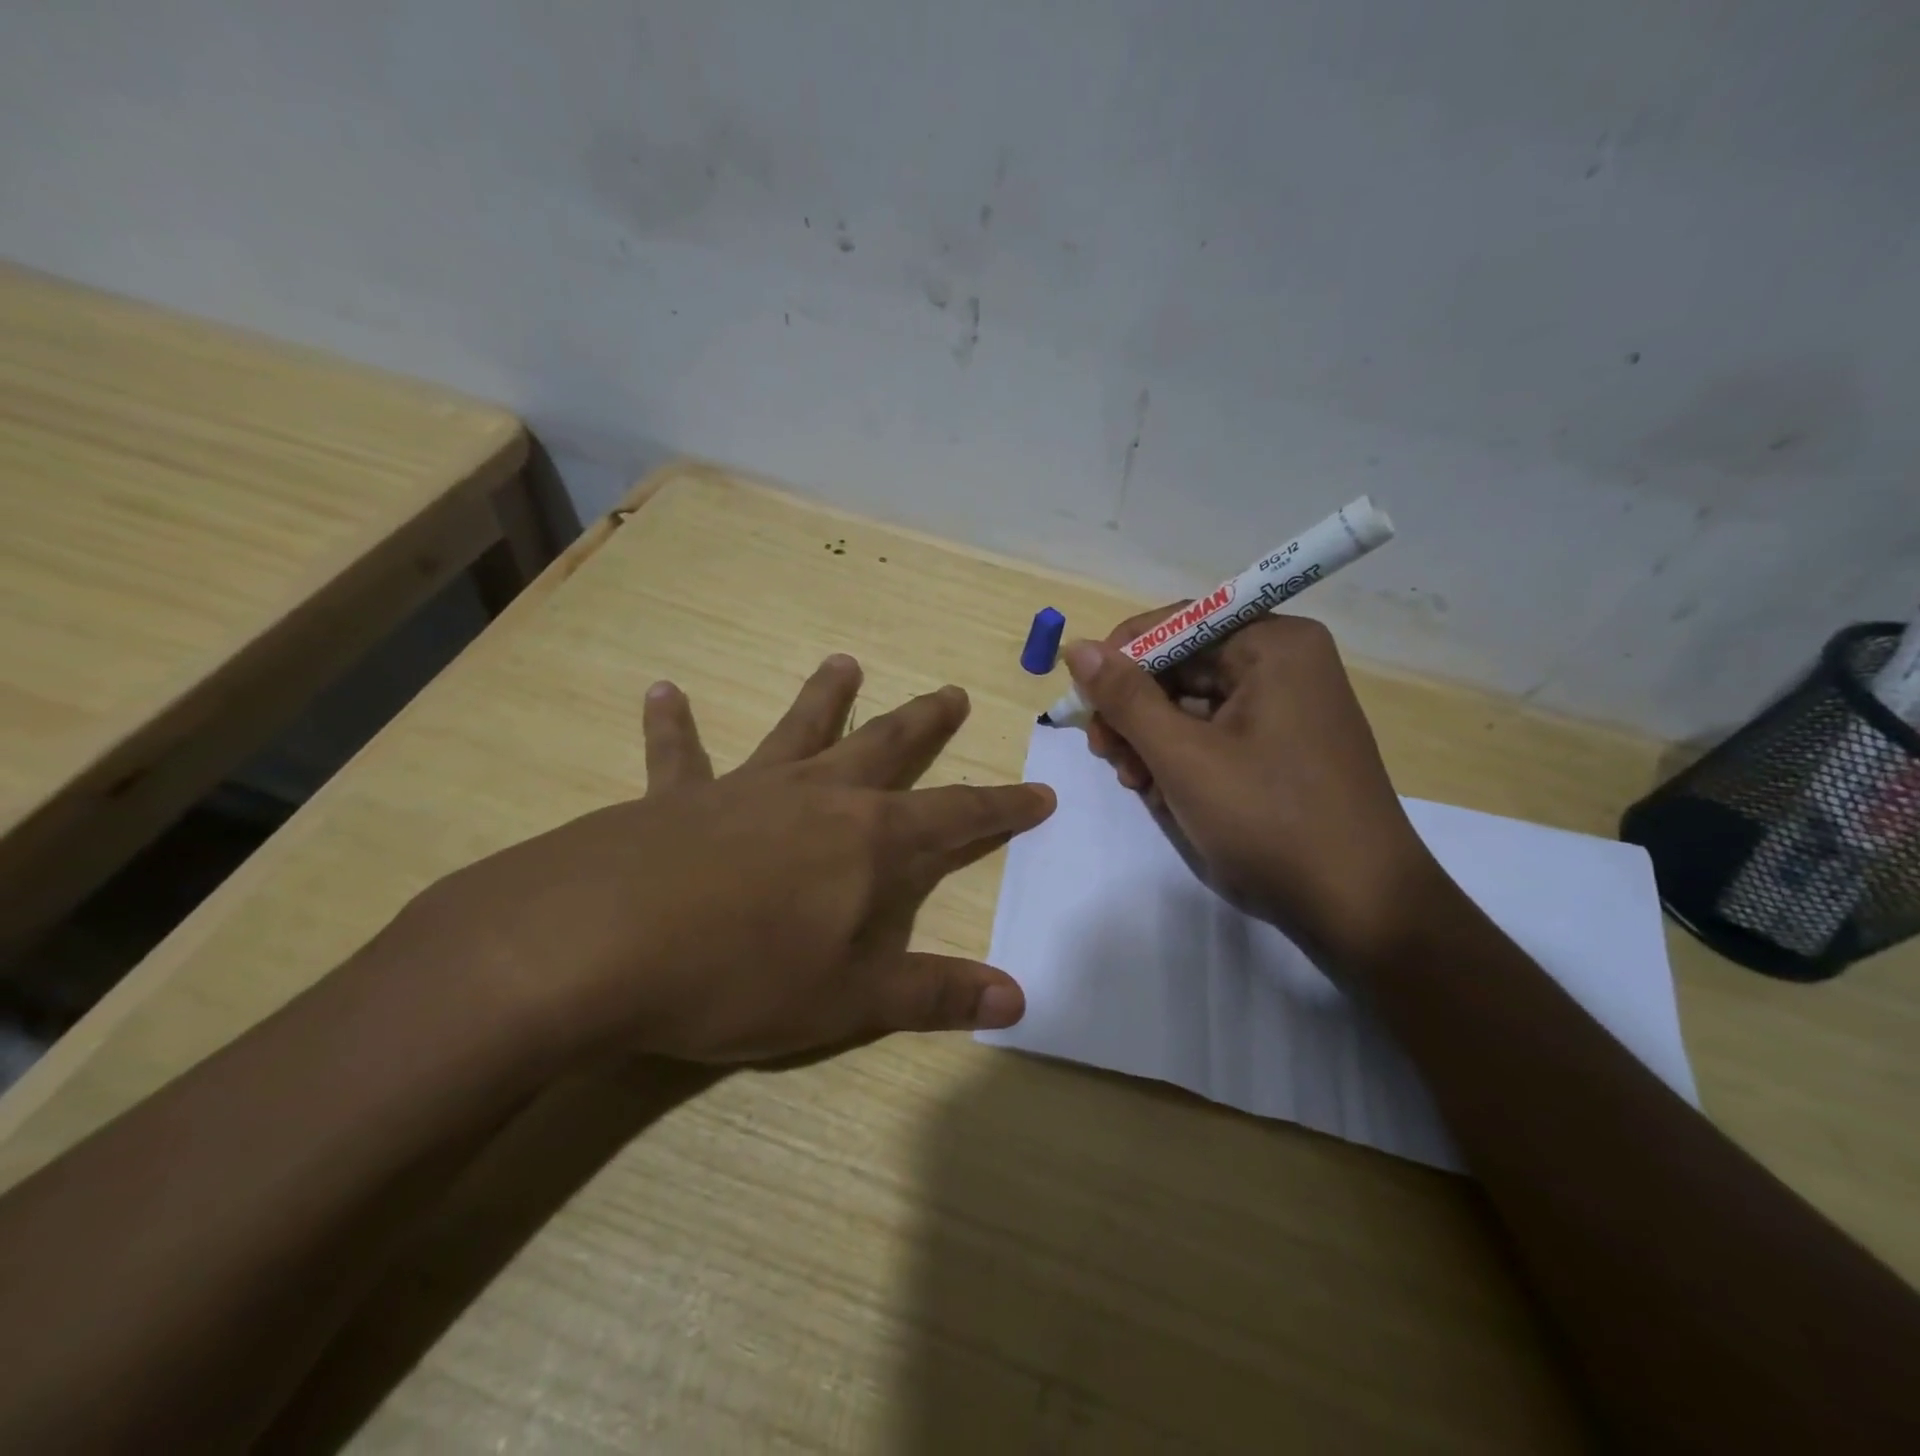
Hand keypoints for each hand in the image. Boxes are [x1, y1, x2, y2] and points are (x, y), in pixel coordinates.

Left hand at [402, 655, 1053, 1063]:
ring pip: (798, 730)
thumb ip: (933, 994)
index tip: (1040, 792)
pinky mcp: (676, 798)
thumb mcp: (848, 1000)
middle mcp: (816, 796)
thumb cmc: (740, 975)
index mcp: (868, 841)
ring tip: (844, 663)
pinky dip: (672, 724)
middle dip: (925, 725)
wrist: (598, 946)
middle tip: (951, 694)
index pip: (957, 816)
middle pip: (886, 747)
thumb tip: (1017, 1000)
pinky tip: (662, 691)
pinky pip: (677, 754)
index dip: (1003, 807)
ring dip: (825, 697)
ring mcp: (746, 789)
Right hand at [1067, 611, 1442, 974]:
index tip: (1085, 701)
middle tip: (1106, 753)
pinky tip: (1165, 794)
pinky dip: (1182, 758)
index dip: (1122, 657)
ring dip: (1152, 739)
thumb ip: (1125, 698)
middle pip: (1182, 665)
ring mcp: (1287, 707)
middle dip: (1136, 709)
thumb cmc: (1269, 819)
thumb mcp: (1183, 756)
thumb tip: (1077, 649)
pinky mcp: (1283, 747)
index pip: (1177, 623)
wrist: (1358, 907)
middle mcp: (1284, 664)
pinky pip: (1216, 734)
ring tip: (1135, 782)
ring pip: (1193, 704)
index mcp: (1273, 645)